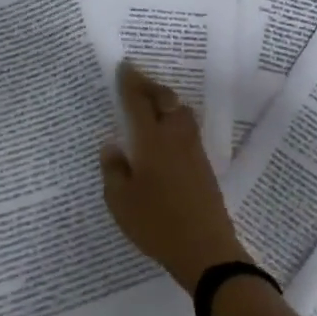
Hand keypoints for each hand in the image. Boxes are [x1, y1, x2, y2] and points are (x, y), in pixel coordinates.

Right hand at [100, 62, 248, 292]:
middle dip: (149, 86)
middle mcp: (174, 137)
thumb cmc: (156, 223)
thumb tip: (112, 145)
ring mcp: (193, 149)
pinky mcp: (203, 164)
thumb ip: (113, 169)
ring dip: (165, 100)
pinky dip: (174, 117)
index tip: (124, 66)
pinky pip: (187, 127)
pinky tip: (165, 131)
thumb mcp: (120, 201)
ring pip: (179, 111)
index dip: (130, 82)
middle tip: (135, 81)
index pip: (138, 101)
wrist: (205, 249)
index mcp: (151, 140)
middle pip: (165, 99)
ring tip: (150, 103)